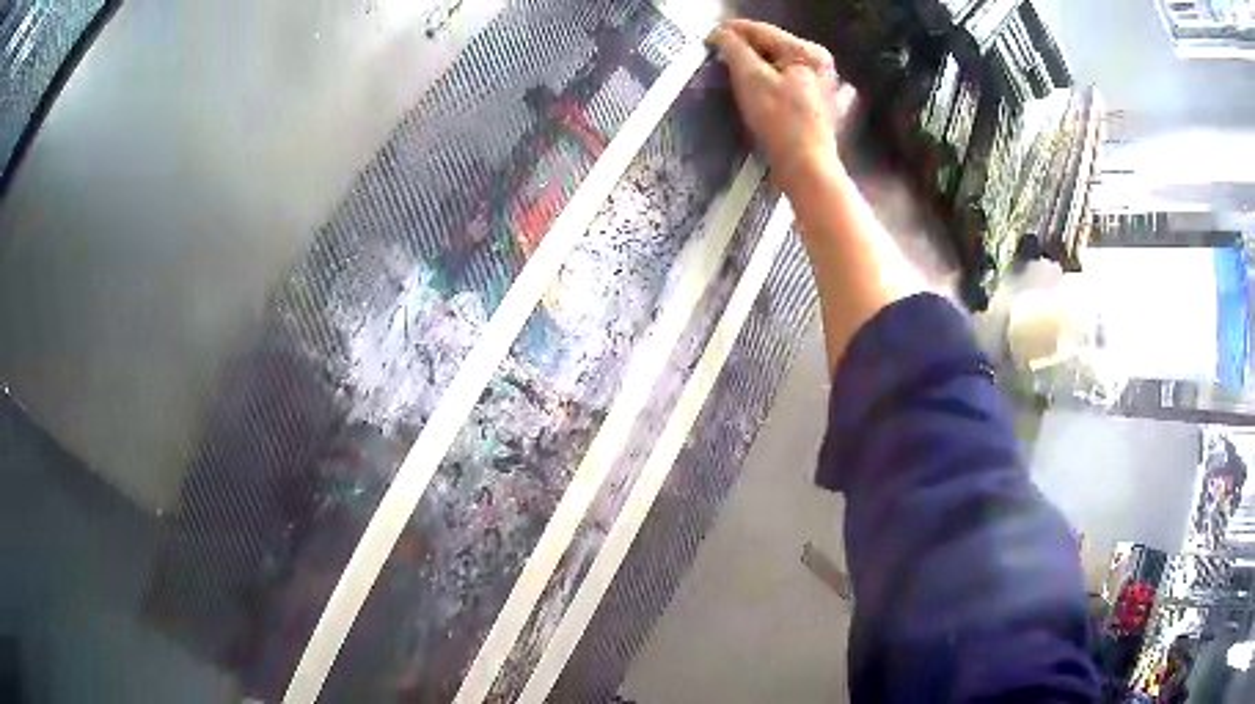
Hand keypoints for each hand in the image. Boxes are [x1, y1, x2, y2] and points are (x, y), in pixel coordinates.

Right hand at [709, 20, 853, 193]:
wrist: (806, 168)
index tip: (707, 36)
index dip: (731, 30)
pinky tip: (756, 86)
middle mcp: (819, 62)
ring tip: (730, 69)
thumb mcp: (751, 79)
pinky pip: (787, 82)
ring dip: (754, 64)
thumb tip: (721, 35)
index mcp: (807, 51)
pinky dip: (769, 80)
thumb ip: (734, 49)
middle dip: (743, 49)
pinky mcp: (817, 103)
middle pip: (771, 46)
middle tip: (716, 54)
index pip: (762, 31)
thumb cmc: (779, 121)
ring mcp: (821, 83)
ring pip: (778, 64)